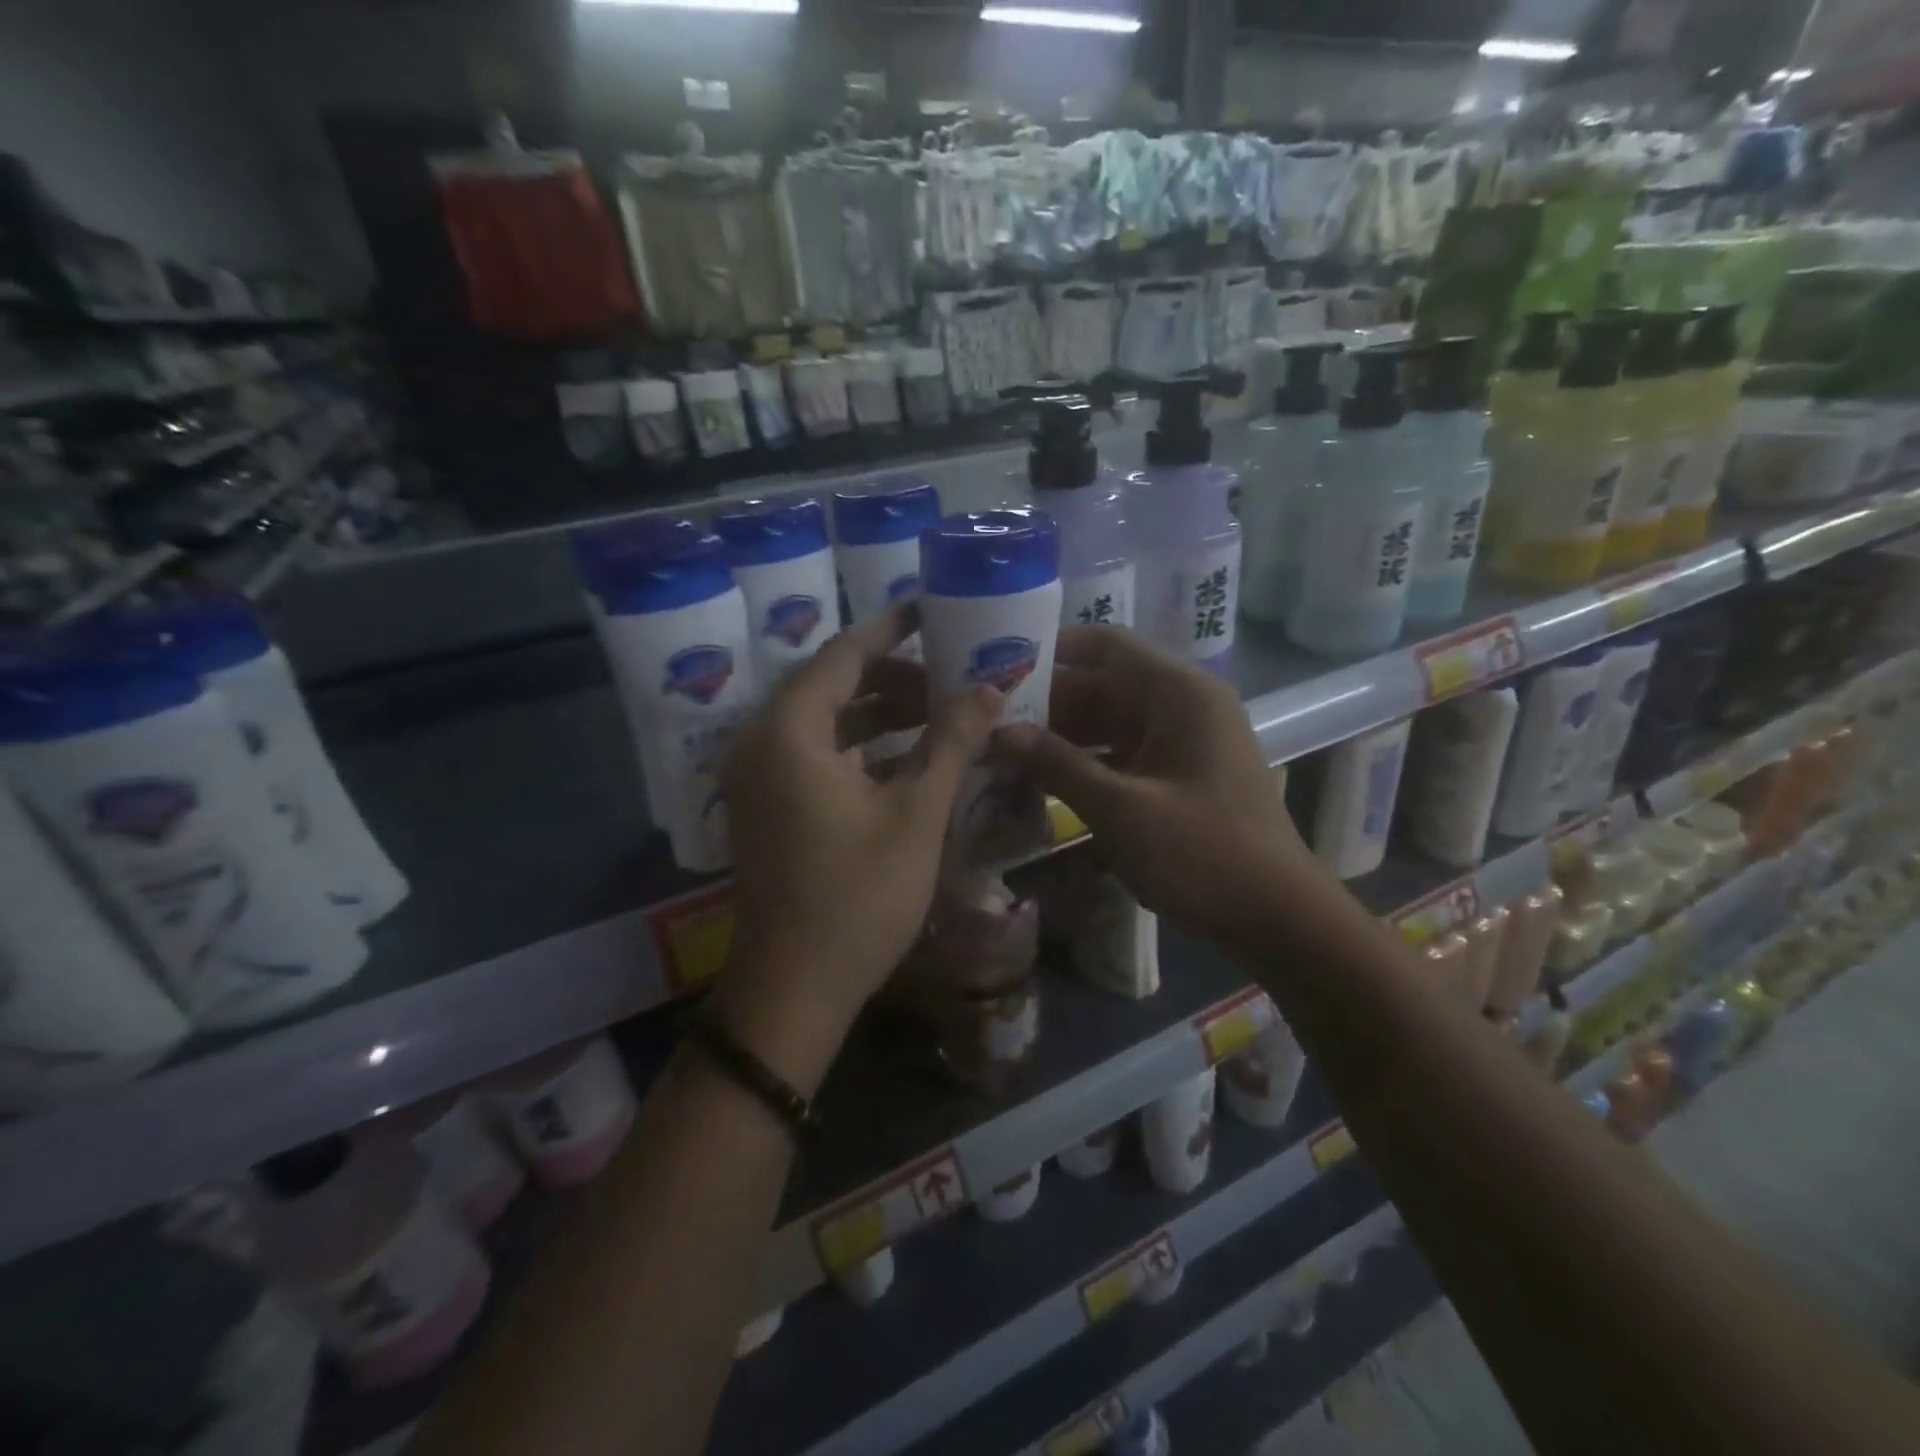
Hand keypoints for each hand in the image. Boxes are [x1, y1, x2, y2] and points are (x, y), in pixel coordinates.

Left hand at [716, 603, 1002, 1089]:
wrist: (794, 990)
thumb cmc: (857, 898)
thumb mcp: (915, 813)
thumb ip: (951, 742)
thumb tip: (991, 688)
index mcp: (789, 731)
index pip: (844, 653)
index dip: (892, 627)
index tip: (932, 607)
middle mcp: (762, 742)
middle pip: (832, 684)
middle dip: (893, 675)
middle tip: (950, 673)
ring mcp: (760, 778)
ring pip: (826, 721)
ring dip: (879, 712)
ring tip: (940, 711)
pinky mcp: (769, 807)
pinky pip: (818, 754)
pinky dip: (861, 747)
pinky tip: (910, 756)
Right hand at [992, 626, 1334, 956]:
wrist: (1277, 917)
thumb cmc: (1202, 854)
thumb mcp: (1120, 808)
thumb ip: (1057, 764)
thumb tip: (999, 732)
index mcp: (1178, 693)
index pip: (1105, 645)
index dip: (1051, 650)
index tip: (998, 669)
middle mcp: (1182, 705)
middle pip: (1103, 685)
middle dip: (1046, 703)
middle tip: (987, 721)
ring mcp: (1182, 741)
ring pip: (1108, 721)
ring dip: (1061, 736)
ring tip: (1002, 752)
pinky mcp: (1178, 773)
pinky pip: (1122, 753)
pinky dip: (1085, 763)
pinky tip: (1041, 782)